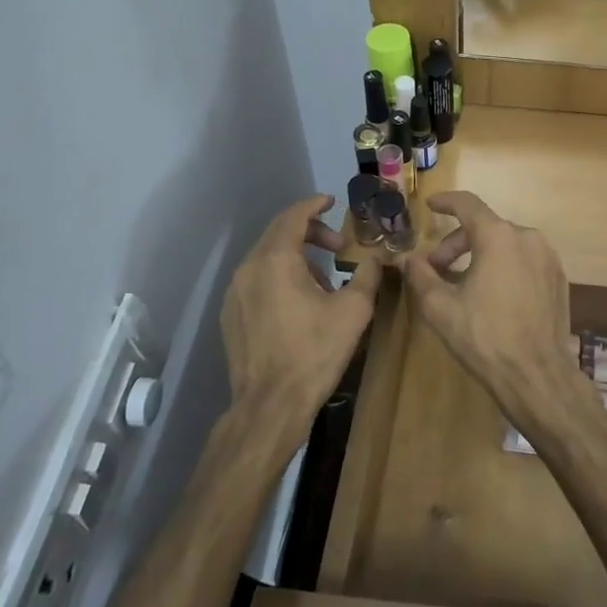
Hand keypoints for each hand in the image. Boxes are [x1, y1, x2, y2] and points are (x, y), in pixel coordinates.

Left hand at [221, 195, 381, 440]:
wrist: (270, 405)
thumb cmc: (315, 352)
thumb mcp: (353, 311)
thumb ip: (367, 275)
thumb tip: (376, 258)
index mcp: (276, 260)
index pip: (293, 216)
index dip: (313, 205)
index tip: (331, 201)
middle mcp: (249, 268)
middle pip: (278, 233)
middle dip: (309, 232)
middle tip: (338, 245)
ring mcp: (235, 293)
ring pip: (266, 258)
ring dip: (295, 257)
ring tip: (324, 280)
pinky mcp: (230, 315)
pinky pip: (256, 280)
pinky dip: (279, 276)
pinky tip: (298, 303)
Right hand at [403, 193, 575, 421]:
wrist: (536, 374)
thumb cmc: (484, 336)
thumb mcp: (440, 307)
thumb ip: (421, 276)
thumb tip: (409, 259)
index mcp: (499, 236)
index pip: (468, 204)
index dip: (446, 201)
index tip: (430, 205)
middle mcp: (528, 237)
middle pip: (485, 228)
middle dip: (456, 244)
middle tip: (436, 270)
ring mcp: (548, 258)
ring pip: (506, 244)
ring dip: (481, 256)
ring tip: (463, 284)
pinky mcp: (559, 279)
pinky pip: (525, 261)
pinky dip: (504, 267)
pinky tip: (493, 296)